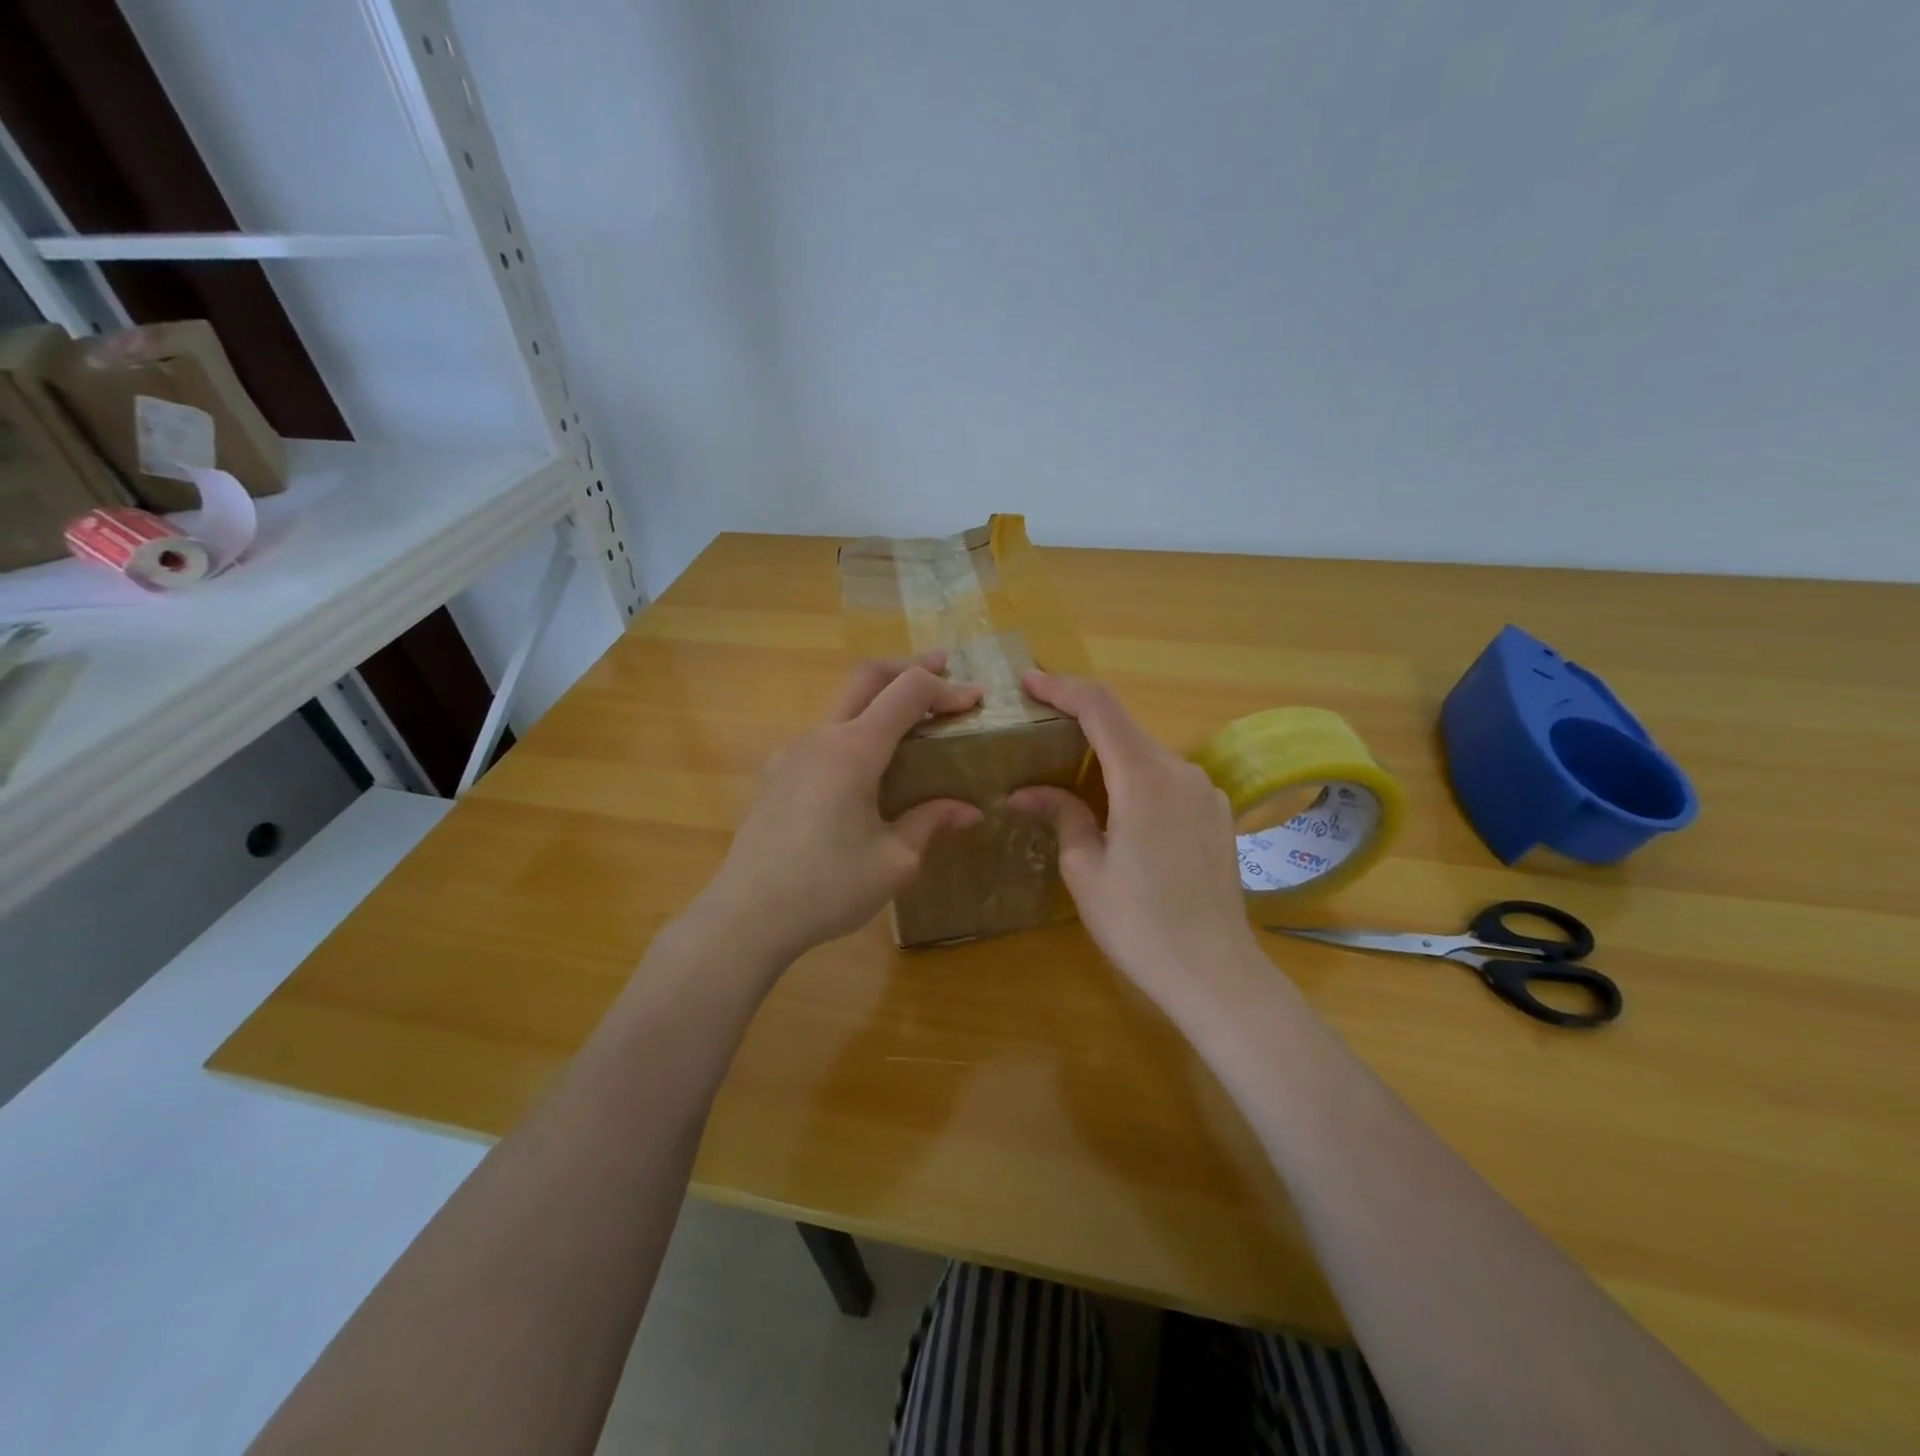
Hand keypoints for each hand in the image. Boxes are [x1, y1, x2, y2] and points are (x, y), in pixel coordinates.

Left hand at [691, 653, 983, 967]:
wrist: (746, 916)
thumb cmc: (827, 887)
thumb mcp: (894, 861)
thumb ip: (930, 823)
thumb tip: (969, 811)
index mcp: (853, 750)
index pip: (907, 692)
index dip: (946, 688)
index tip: (976, 699)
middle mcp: (820, 738)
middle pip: (866, 677)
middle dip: (908, 666)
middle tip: (943, 666)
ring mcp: (792, 754)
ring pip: (841, 707)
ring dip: (879, 701)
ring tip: (911, 724)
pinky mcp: (776, 776)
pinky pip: (823, 739)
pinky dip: (855, 733)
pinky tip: (866, 771)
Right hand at [1011, 671, 1266, 1016]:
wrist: (1215, 973)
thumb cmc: (1139, 923)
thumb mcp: (1085, 869)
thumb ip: (1061, 815)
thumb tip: (1026, 792)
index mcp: (1144, 777)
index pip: (1099, 707)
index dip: (1061, 687)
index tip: (1028, 683)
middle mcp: (1181, 771)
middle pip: (1124, 729)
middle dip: (1080, 725)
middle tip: (1040, 737)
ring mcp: (1206, 792)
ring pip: (1146, 756)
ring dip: (1108, 758)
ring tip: (1072, 782)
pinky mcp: (1218, 815)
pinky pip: (1168, 781)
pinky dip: (1135, 781)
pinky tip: (1118, 814)